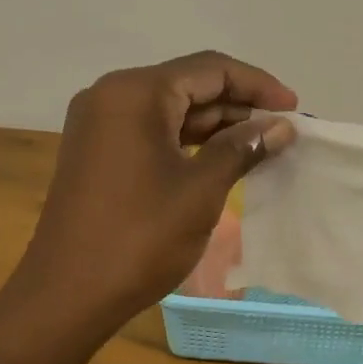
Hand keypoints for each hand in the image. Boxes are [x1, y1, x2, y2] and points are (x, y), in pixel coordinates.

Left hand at [25, 51, 297, 320]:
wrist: (68, 294)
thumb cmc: (139, 237)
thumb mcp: (201, 190)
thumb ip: (242, 149)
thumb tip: (281, 126)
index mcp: (135, 93)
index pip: (209, 69)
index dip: (257, 85)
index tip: (294, 108)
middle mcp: (111, 96)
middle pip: (188, 84)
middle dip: (238, 104)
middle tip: (282, 129)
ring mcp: (99, 125)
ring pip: (170, 109)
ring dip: (215, 124)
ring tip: (260, 144)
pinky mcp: (97, 152)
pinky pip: (151, 132)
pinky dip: (188, 141)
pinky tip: (220, 158)